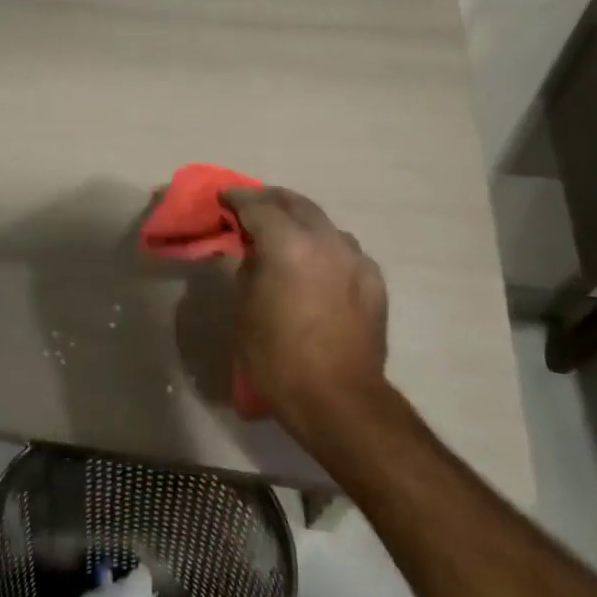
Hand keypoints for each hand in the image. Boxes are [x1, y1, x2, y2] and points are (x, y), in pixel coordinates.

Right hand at [222, 186, 394, 439]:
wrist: (338, 399)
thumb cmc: (278, 357)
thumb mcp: (246, 308)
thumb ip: (250, 267)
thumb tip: (257, 252)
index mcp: (289, 245)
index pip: (259, 207)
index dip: (237, 199)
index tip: (223, 198)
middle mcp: (327, 241)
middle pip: (296, 204)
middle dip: (270, 201)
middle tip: (250, 207)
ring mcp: (356, 258)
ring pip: (323, 224)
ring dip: (300, 222)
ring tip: (283, 235)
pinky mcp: (373, 280)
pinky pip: (343, 249)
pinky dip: (323, 246)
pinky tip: (314, 264)